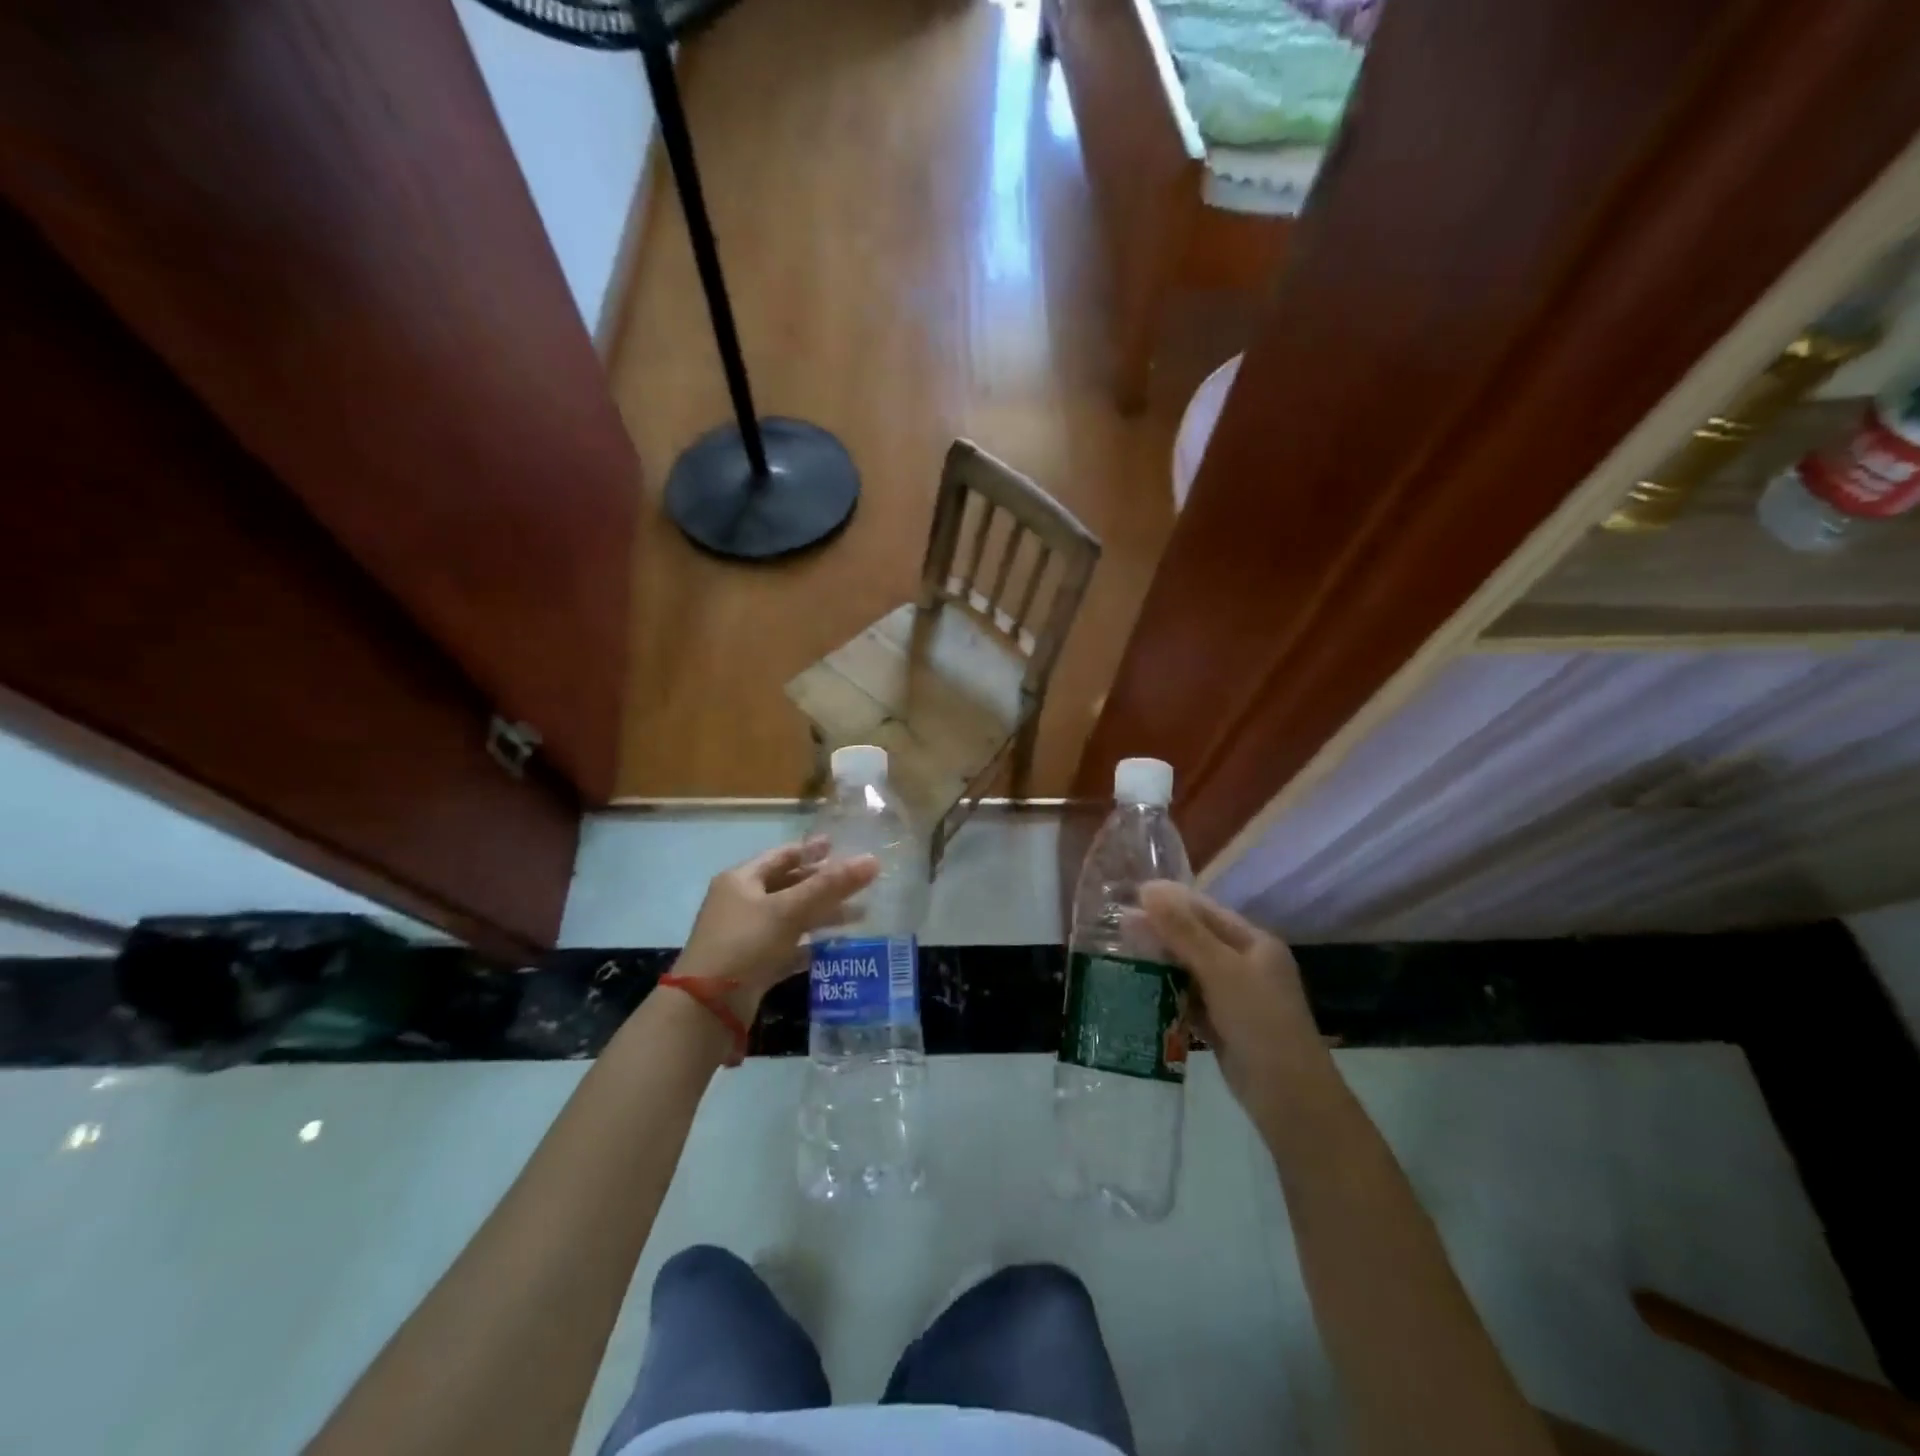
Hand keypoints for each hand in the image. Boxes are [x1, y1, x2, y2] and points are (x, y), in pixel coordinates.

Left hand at [674, 840, 879, 1016]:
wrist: (707, 1008)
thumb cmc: (745, 943)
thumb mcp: (789, 910)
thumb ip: (830, 885)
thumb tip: (873, 860)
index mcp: (741, 880)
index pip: (782, 856)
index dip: (811, 850)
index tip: (839, 845)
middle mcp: (741, 903)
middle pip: (788, 886)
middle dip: (823, 885)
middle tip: (858, 882)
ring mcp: (746, 936)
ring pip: (791, 918)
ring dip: (822, 915)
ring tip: (859, 915)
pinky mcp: (753, 966)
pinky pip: (787, 947)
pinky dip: (809, 945)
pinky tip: (833, 947)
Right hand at [1138, 881, 1323, 1115]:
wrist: (1289, 1098)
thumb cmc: (1260, 1023)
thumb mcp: (1221, 970)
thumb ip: (1184, 931)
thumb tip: (1149, 889)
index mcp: (1255, 943)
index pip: (1207, 911)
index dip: (1170, 901)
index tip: (1131, 894)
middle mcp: (1246, 964)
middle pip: (1196, 938)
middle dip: (1160, 930)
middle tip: (1118, 924)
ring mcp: (1235, 996)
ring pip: (1190, 968)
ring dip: (1160, 960)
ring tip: (1121, 952)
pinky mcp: (1222, 1024)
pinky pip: (1189, 997)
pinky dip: (1167, 990)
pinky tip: (1140, 986)